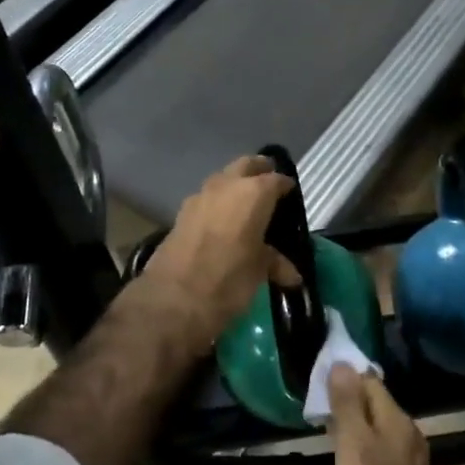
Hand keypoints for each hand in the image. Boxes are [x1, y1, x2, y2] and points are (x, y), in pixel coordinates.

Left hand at [139, 155, 300, 343]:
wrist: (173, 298)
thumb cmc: (228, 280)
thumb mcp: (258, 272)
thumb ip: (275, 263)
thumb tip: (292, 274)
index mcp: (253, 193)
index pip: (275, 180)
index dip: (284, 186)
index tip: (290, 194)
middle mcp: (226, 185)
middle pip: (246, 165)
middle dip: (258, 170)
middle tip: (268, 183)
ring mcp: (199, 196)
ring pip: (223, 179)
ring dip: (234, 185)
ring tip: (245, 204)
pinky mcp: (181, 212)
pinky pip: (206, 199)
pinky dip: (217, 203)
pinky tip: (221, 222)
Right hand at [328, 366, 456, 464]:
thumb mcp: (353, 446)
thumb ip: (347, 405)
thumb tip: (342, 364)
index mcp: (399, 422)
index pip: (371, 383)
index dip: (345, 379)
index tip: (318, 384)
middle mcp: (408, 439)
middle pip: (375, 408)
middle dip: (348, 405)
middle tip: (317, 411)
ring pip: (377, 435)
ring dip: (354, 432)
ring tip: (325, 436)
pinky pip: (379, 460)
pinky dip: (361, 457)